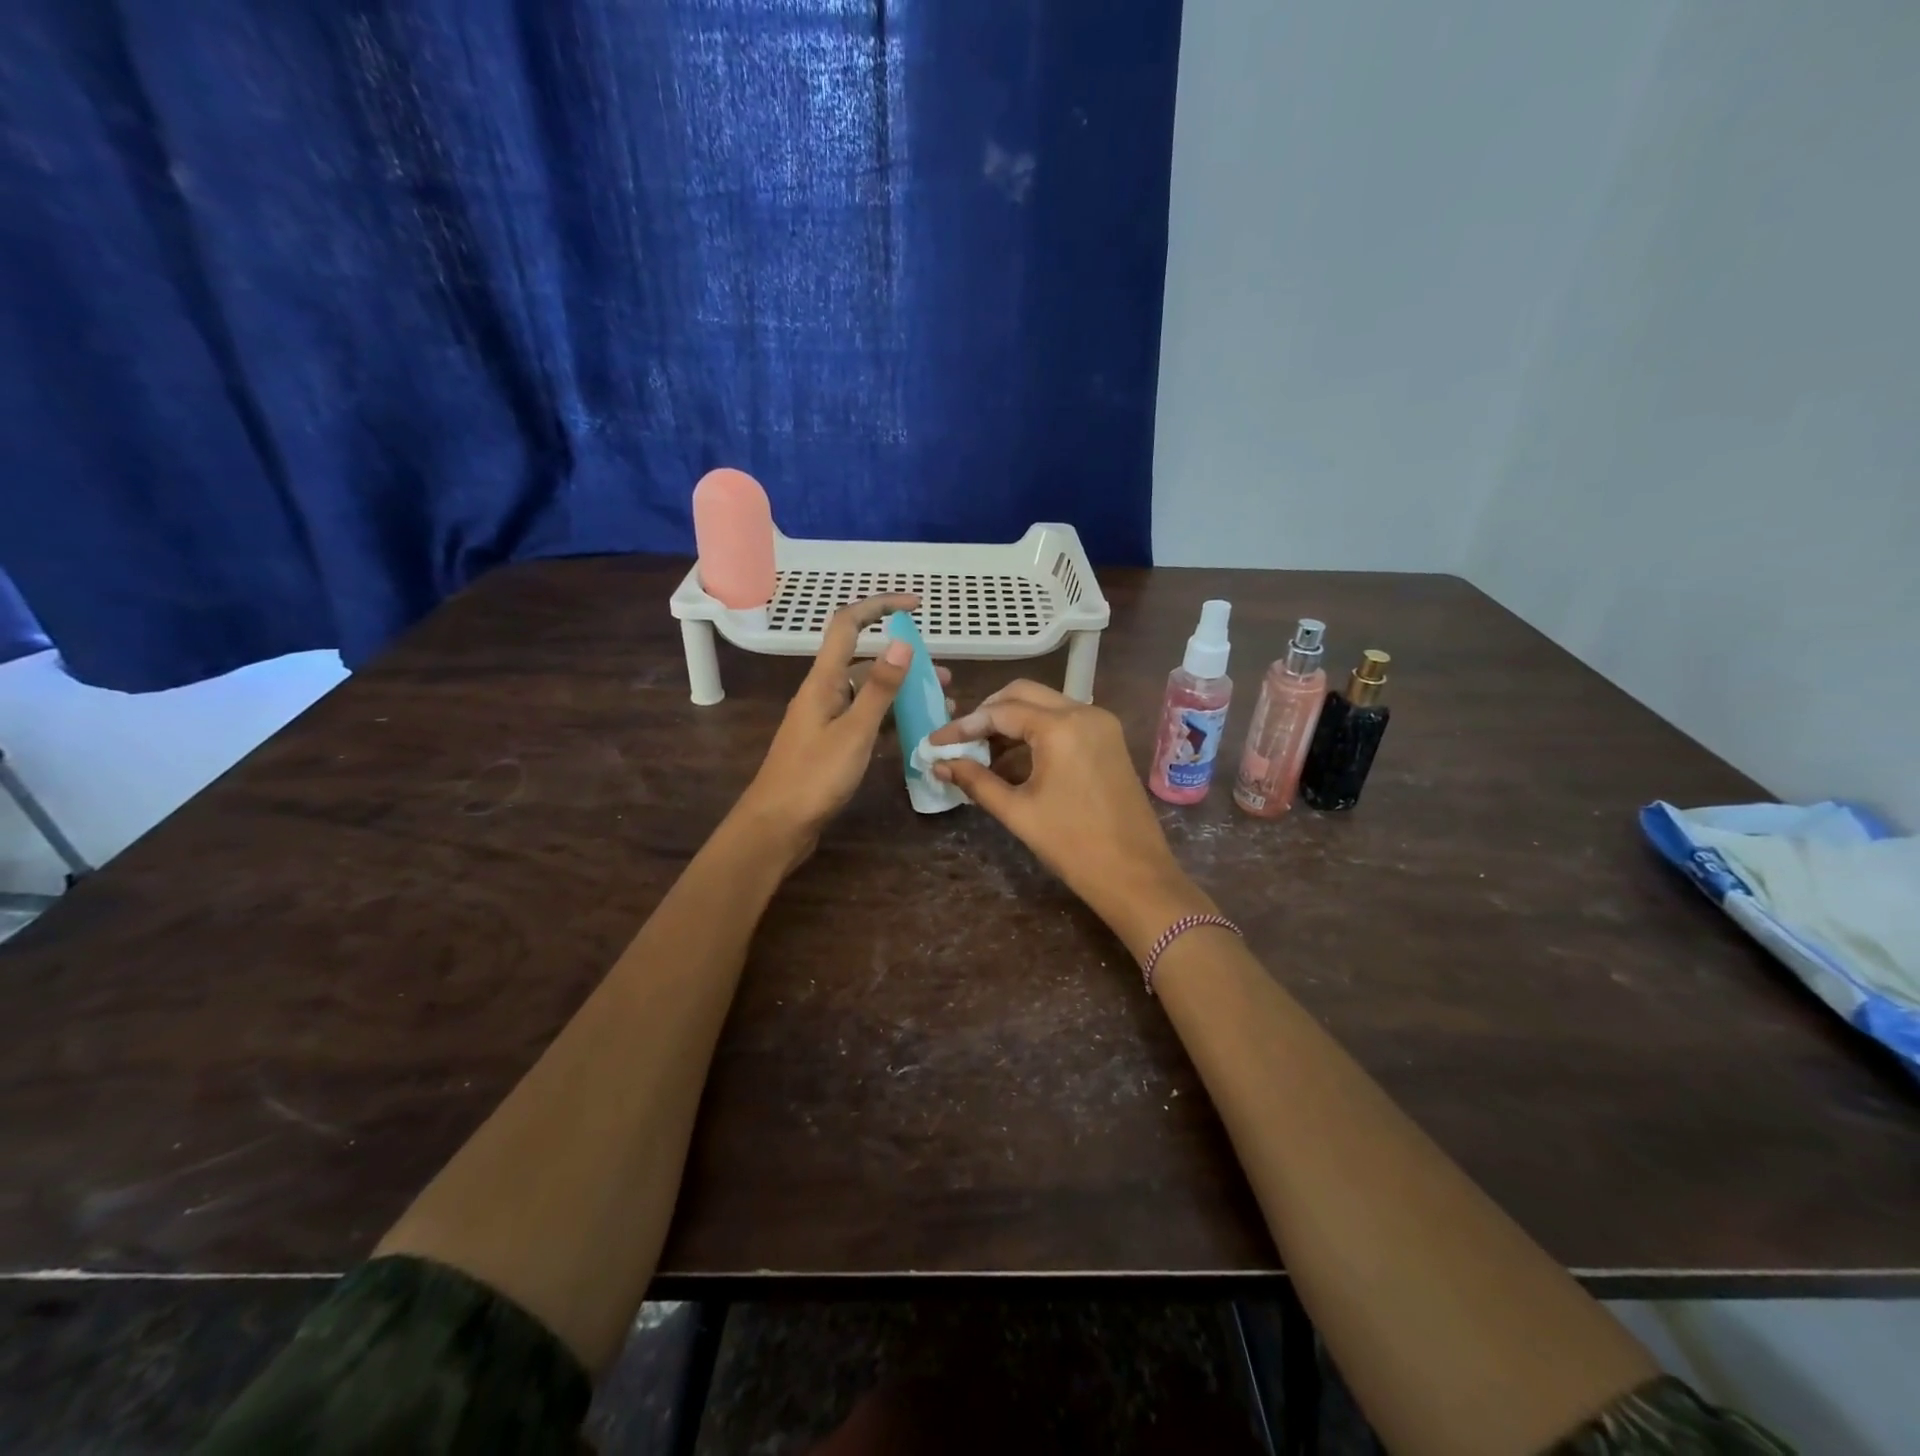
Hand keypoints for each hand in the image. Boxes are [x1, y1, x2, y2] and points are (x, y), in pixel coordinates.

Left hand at [735, 594, 943, 866]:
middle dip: (905, 663)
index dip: (880, 606)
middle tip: (944, 679)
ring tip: (941, 707)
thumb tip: (902, 642)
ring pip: (868, 694)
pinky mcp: (830, 744)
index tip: (916, 604)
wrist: (777, 827)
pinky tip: (915, 731)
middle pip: (865, 662)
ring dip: (902, 693)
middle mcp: (823, 693)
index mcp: (823, 681)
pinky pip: (865, 719)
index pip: (848, 625)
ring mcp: (826, 719)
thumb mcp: (854, 732)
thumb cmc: (814, 778)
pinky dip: (890, 718)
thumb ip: (880, 689)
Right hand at [928, 680, 1213, 956]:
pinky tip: (1013, 761)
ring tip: (981, 754)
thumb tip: (940, 765)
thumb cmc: (1073, 845)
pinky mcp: (1109, 740)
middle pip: (1024, 694)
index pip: (1001, 711)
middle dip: (988, 713)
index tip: (935, 743)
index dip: (963, 726)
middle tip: (960, 740)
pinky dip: (1036, 734)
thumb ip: (976, 781)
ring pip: (1045, 706)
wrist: (1135, 875)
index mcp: (1061, 727)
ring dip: (1012, 722)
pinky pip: (1064, 723)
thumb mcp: (1018, 812)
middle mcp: (1084, 712)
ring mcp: (1101, 725)